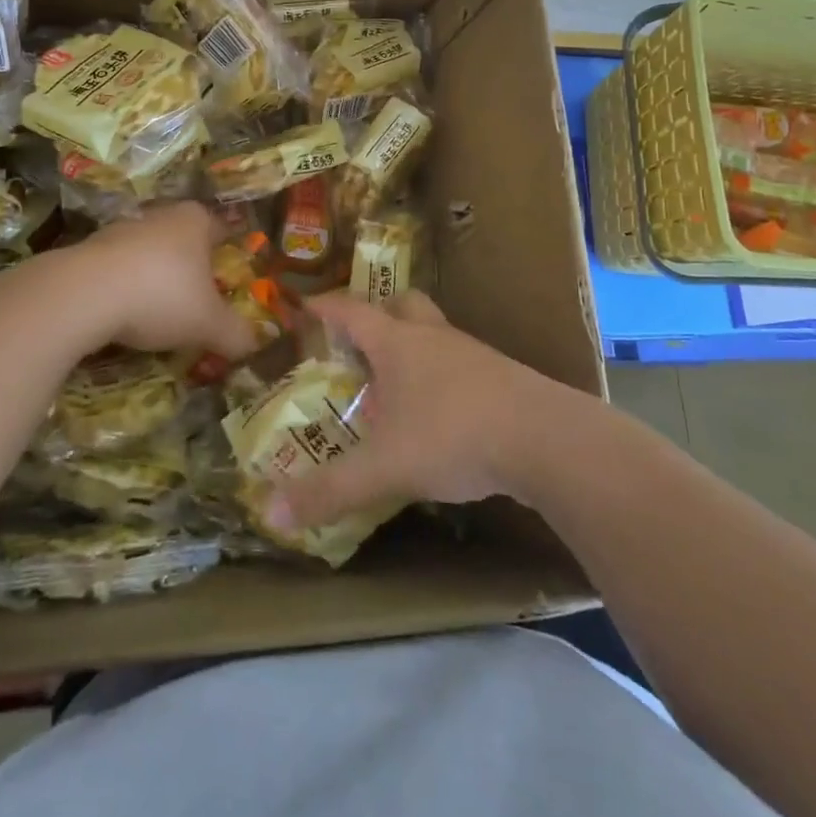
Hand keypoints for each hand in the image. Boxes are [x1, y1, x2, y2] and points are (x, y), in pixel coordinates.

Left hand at [78, 202, 257, 359]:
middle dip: (191, 269)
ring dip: (155, 279)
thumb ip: (235, 334)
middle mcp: (160, 215)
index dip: (229, 256)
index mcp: (195, 220)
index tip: (231, 281)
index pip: (222, 230)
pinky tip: (124, 317)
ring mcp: (120, 229)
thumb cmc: (162, 295)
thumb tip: (253, 345)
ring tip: (159, 315)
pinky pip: (118, 270)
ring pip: (148, 254)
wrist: (83, 294)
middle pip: (184, 241)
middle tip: (198, 302)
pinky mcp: (87, 250)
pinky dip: (124, 289)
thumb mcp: (209, 323)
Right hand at [267, 290, 563, 535]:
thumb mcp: (385, 467)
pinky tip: (441, 412)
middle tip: (360, 339)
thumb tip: (271, 513)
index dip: (325, 307)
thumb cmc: (453, 435)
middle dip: (379, 312)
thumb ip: (330, 490)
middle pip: (403, 303)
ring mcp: (472, 353)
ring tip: (396, 382)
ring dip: (413, 345)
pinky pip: (461, 362)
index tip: (304, 305)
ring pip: (435, 332)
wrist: (544, 437)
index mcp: (398, 343)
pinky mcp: (501, 376)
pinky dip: (442, 375)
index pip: (352, 311)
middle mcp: (433, 337)